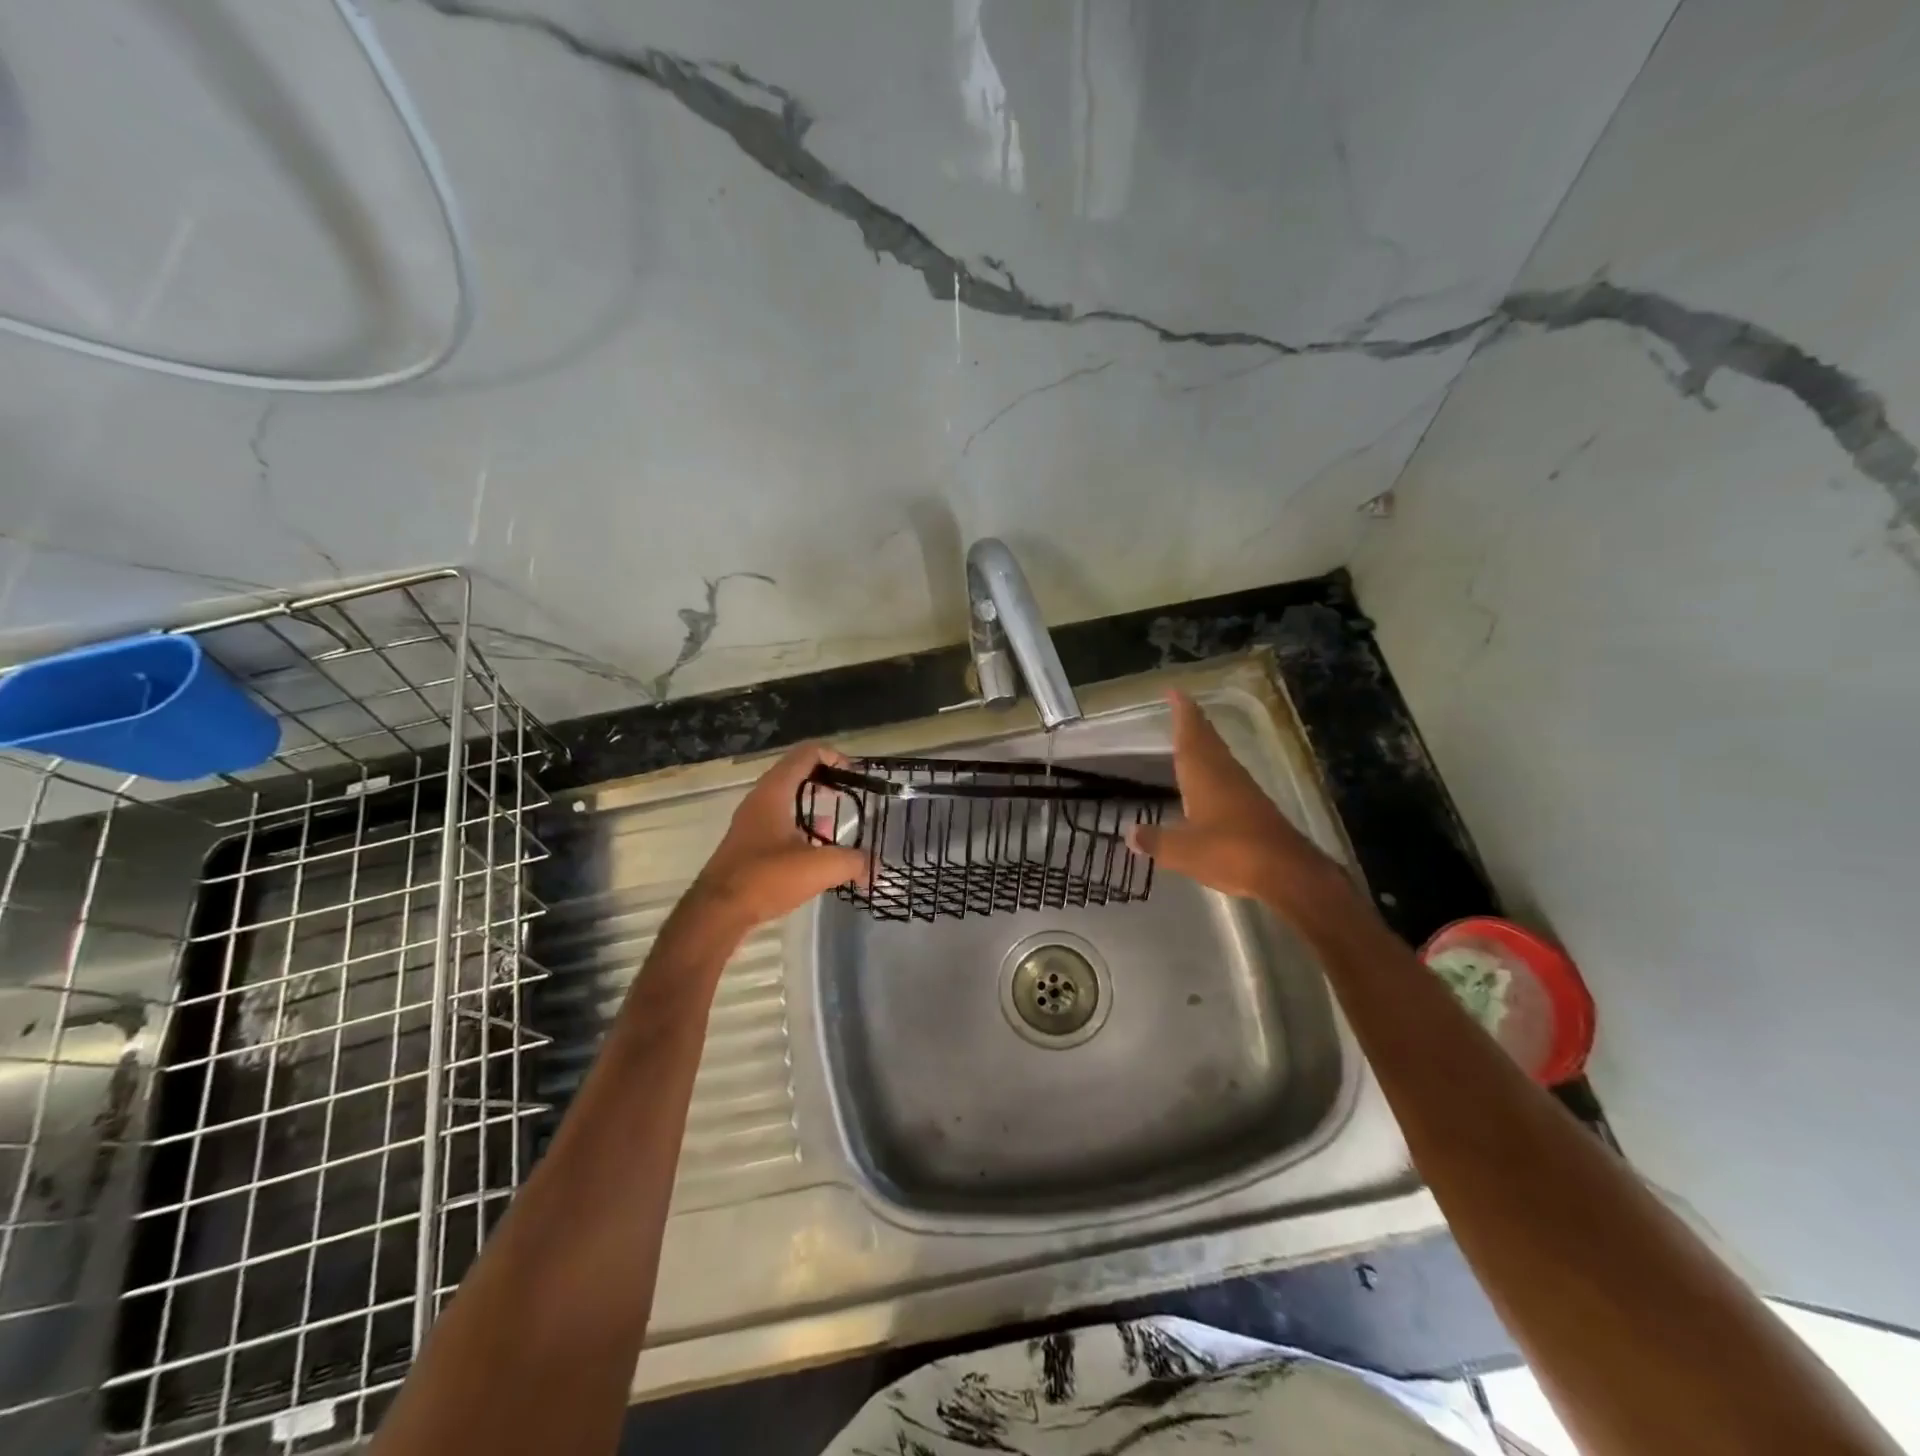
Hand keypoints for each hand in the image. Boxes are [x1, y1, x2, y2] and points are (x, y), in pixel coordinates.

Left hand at [688, 742, 866, 930]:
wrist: (717, 912)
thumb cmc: (766, 877)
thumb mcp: (819, 867)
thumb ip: (853, 862)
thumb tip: (873, 868)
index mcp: (774, 792)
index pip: (805, 754)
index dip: (833, 756)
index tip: (854, 773)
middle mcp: (760, 800)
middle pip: (796, 773)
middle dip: (825, 780)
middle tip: (848, 794)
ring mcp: (750, 823)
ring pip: (787, 801)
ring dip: (812, 806)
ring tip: (836, 825)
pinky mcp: (748, 845)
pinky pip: (779, 823)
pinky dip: (800, 828)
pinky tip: (816, 852)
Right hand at [1126, 691, 1344, 909]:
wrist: (1288, 872)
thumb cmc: (1230, 853)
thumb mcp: (1182, 851)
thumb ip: (1155, 840)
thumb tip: (1129, 833)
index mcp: (1204, 775)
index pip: (1190, 736)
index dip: (1182, 713)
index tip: (1176, 691)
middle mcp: (1225, 774)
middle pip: (1207, 740)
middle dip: (1193, 722)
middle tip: (1181, 706)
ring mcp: (1243, 790)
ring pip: (1220, 756)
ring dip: (1205, 743)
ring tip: (1191, 736)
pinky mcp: (1256, 807)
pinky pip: (1229, 775)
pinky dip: (1215, 767)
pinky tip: (1210, 779)